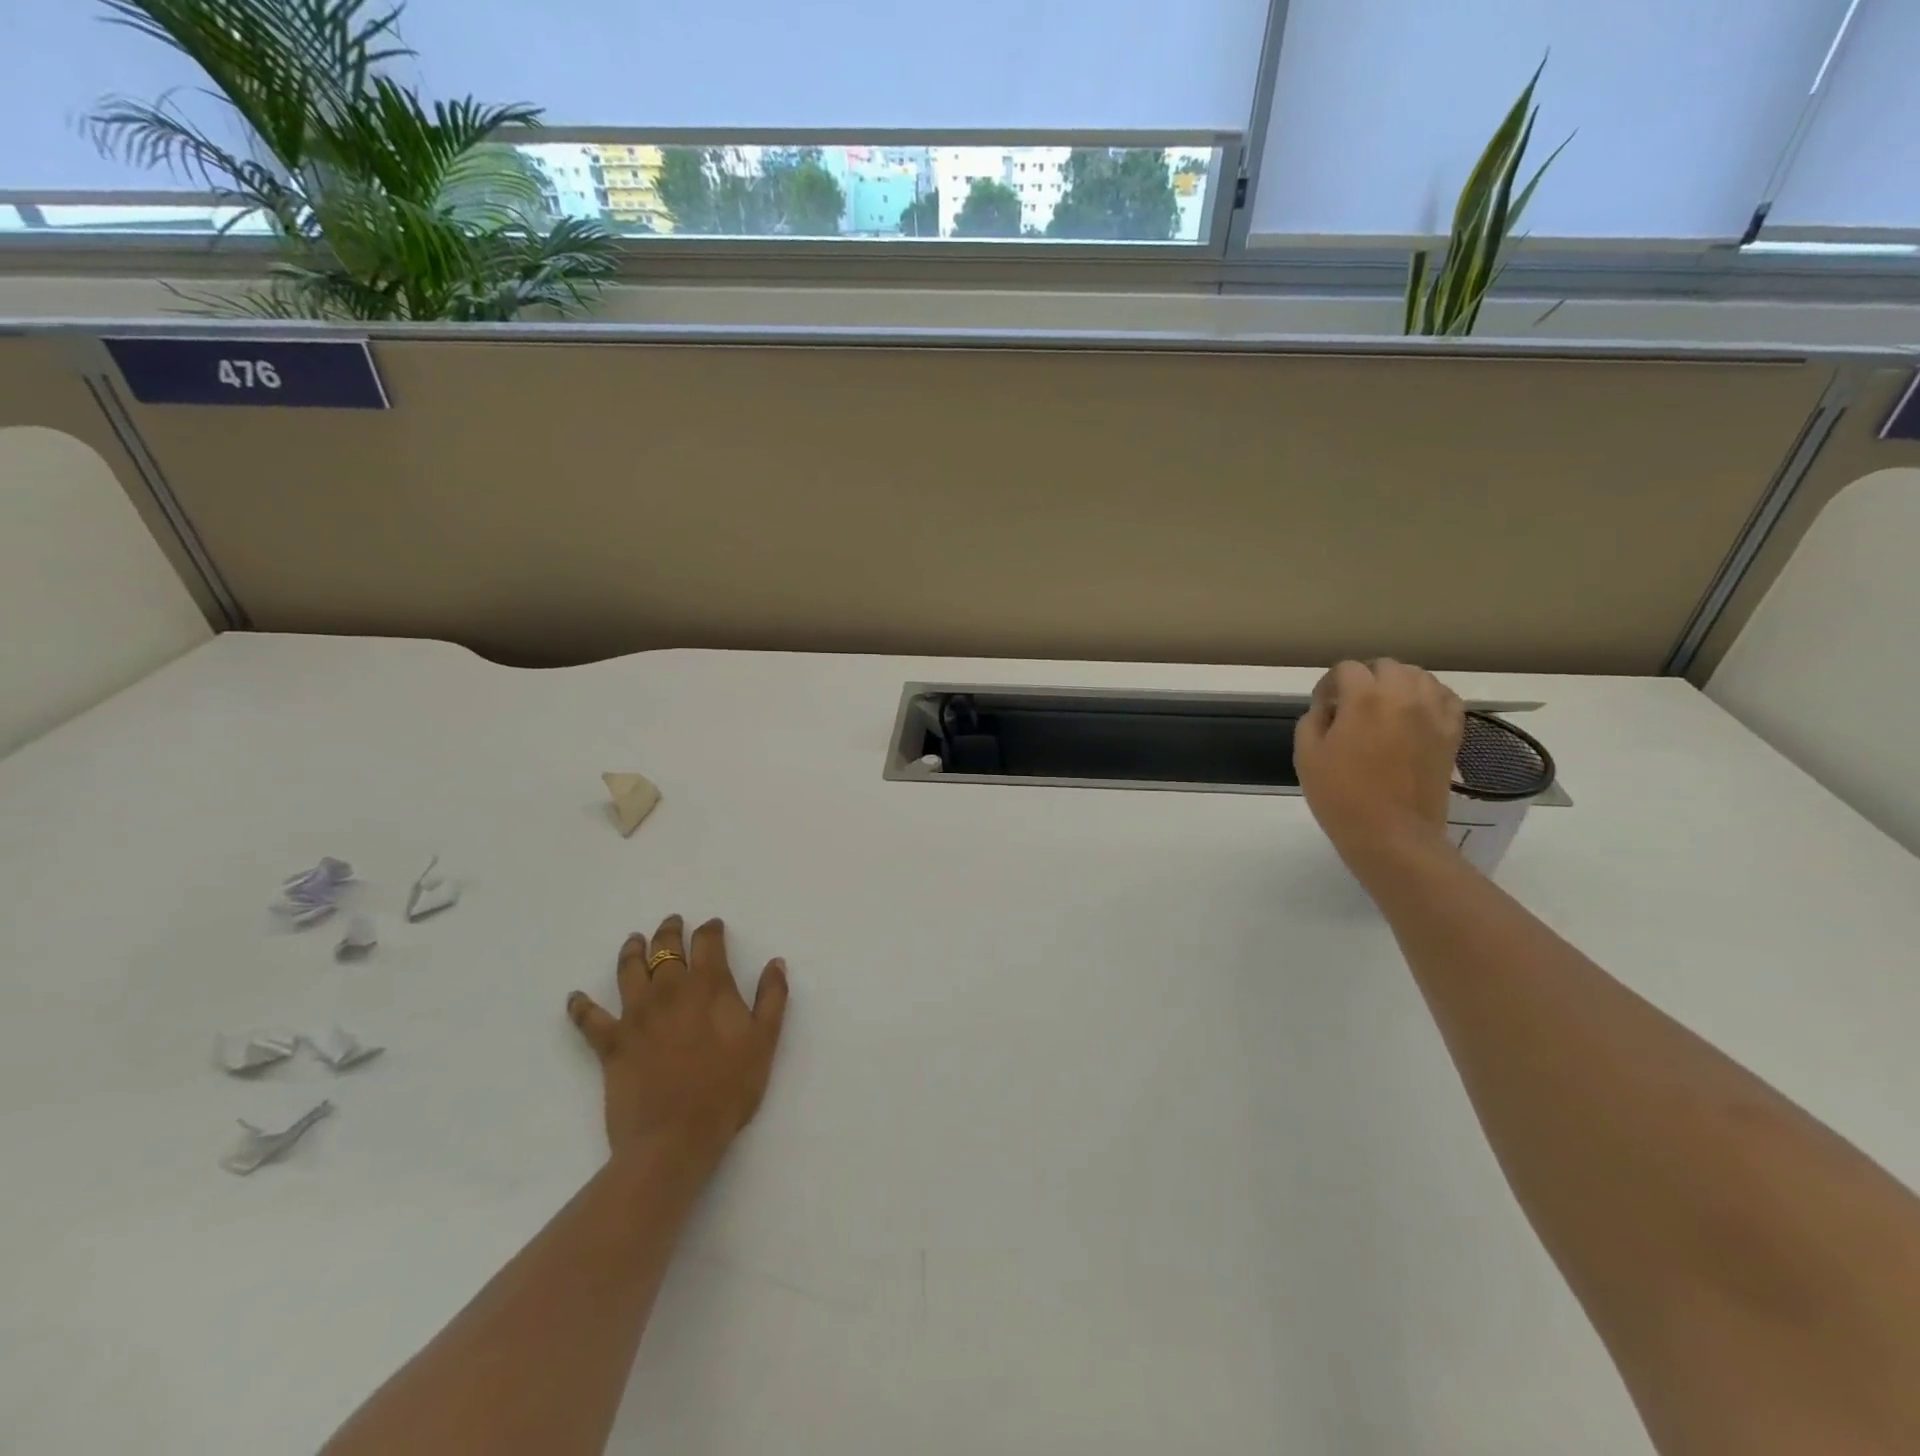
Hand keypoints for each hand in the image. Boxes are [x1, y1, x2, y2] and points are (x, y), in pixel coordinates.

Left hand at [566, 914, 788, 1168]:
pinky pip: (590, 1018)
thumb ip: (772, 998)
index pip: (708, 943)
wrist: (676, 1137)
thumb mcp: (765, 1041)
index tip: (713, 926)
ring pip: (629, 970)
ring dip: (631, 951)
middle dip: (670, 931)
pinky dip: (581, 1006)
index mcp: (708, 986)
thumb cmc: (729, 1088)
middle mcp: (669, 990)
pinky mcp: (611, 1043)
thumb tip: (775, 962)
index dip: (711, 930)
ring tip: (633, 941)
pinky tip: (575, 997)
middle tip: (672, 922)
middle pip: (665, 948)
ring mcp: (636, 1015)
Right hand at [1294, 659, 1464, 876]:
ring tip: (1384, 708)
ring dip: (1397, 684)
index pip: (1347, 669)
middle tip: (1350, 706)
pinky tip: (1414, 714)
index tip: (1322, 706)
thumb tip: (1328, 708)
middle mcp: (1404, 695)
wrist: (1391, 835)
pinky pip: (1445, 698)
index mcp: (1365, 698)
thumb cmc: (1341, 796)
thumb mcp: (1306, 755)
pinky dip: (1428, 697)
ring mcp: (1434, 713)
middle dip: (1364, 679)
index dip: (1329, 684)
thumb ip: (1313, 719)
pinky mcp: (1452, 733)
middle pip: (1386, 666)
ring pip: (1419, 677)